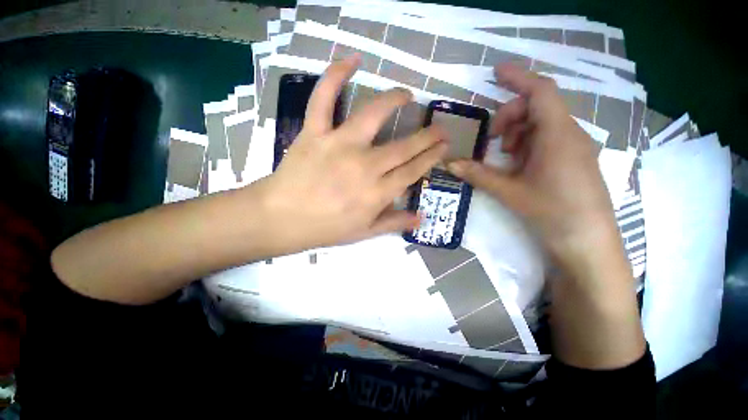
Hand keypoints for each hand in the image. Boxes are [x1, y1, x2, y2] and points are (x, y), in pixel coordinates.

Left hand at [255, 55, 446, 253]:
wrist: (282, 219)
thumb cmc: (326, 228)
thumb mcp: (364, 232)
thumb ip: (394, 223)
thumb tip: (421, 218)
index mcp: (377, 193)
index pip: (412, 171)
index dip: (430, 157)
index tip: (443, 147)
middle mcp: (364, 166)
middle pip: (403, 146)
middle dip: (427, 136)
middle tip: (440, 128)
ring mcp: (339, 145)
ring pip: (373, 115)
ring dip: (394, 100)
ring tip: (408, 94)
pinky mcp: (315, 132)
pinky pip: (324, 98)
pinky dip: (335, 76)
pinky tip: (352, 61)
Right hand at [447, 64, 622, 274]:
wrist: (587, 240)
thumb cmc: (551, 211)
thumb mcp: (509, 191)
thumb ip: (478, 175)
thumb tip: (449, 164)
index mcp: (557, 135)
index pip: (540, 91)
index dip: (517, 77)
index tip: (495, 73)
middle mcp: (570, 133)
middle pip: (538, 105)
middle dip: (509, 116)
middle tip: (492, 140)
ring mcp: (574, 146)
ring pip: (542, 122)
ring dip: (518, 131)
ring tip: (505, 154)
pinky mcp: (573, 157)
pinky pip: (548, 137)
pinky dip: (528, 142)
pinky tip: (519, 163)